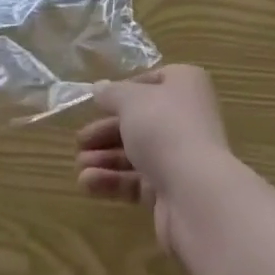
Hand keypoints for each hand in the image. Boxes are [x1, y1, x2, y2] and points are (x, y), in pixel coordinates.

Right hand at [74, 66, 232, 249]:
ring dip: (106, 158)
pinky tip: (87, 183)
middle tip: (80, 141)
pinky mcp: (172, 189)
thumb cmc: (164, 128)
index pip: (151, 82)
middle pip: (141, 120)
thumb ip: (112, 94)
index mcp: (185, 85)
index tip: (99, 103)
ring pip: (137, 152)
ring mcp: (180, 155)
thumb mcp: (131, 101)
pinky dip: (113, 180)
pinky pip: (138, 180)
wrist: (195, 192)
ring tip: (78, 165)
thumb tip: (99, 87)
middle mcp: (186, 116)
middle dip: (107, 130)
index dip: (124, 91)